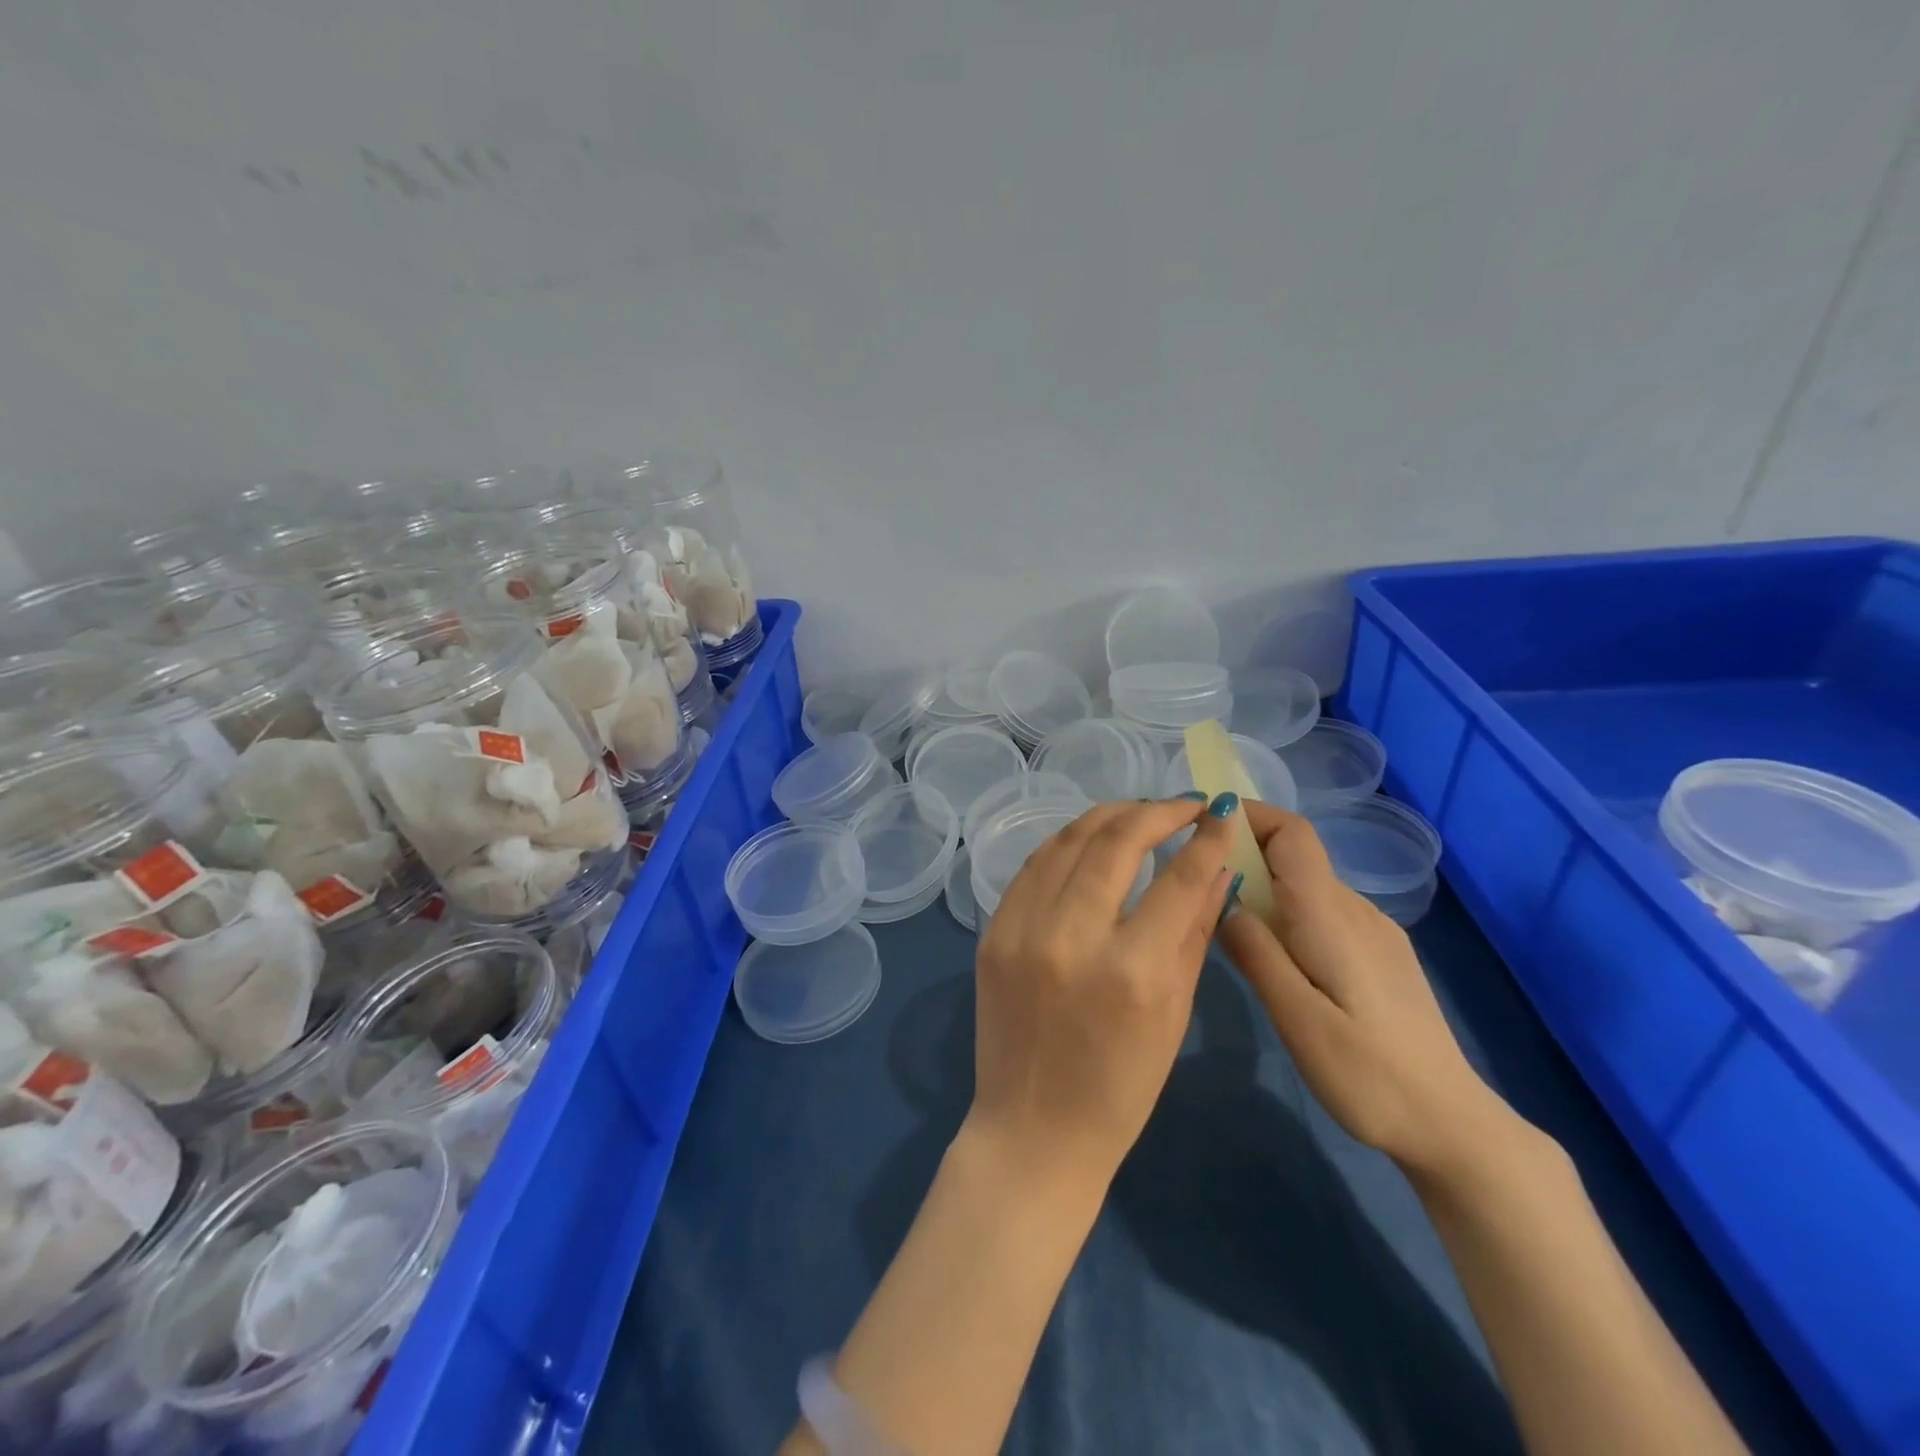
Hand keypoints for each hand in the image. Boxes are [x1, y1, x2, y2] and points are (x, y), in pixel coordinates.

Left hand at [969, 795, 1239, 1188]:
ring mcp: (1022, 930)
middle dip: (1156, 811)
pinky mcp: (993, 931)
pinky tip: (1090, 839)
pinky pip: (1034, 866)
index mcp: (1133, 971)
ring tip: (1140, 812)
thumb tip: (1218, 868)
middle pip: (1116, 841)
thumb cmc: (1121, 1089)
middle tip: (1182, 805)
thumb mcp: (1174, 1013)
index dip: (1206, 837)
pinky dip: (1066, 843)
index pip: (1178, 877)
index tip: (1220, 813)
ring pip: (1068, 841)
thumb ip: (1195, 931)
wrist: (1033, 1131)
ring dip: (1109, 816)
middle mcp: (1072, 937)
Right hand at [1215, 801, 1504, 1177]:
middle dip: (1245, 854)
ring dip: (1265, 887)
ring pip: (1307, 885)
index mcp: (1330, 916)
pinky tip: (1277, 957)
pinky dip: (1288, 912)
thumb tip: (1224, 900)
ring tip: (1229, 925)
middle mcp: (1355, 910)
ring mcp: (1374, 931)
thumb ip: (1257, 954)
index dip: (1250, 815)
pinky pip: (1324, 911)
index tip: (1206, 826)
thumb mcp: (1297, 1019)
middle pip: (1295, 855)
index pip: (1292, 833)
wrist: (1452, 1125)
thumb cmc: (1368, 1075)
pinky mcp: (1381, 954)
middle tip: (1200, 887)